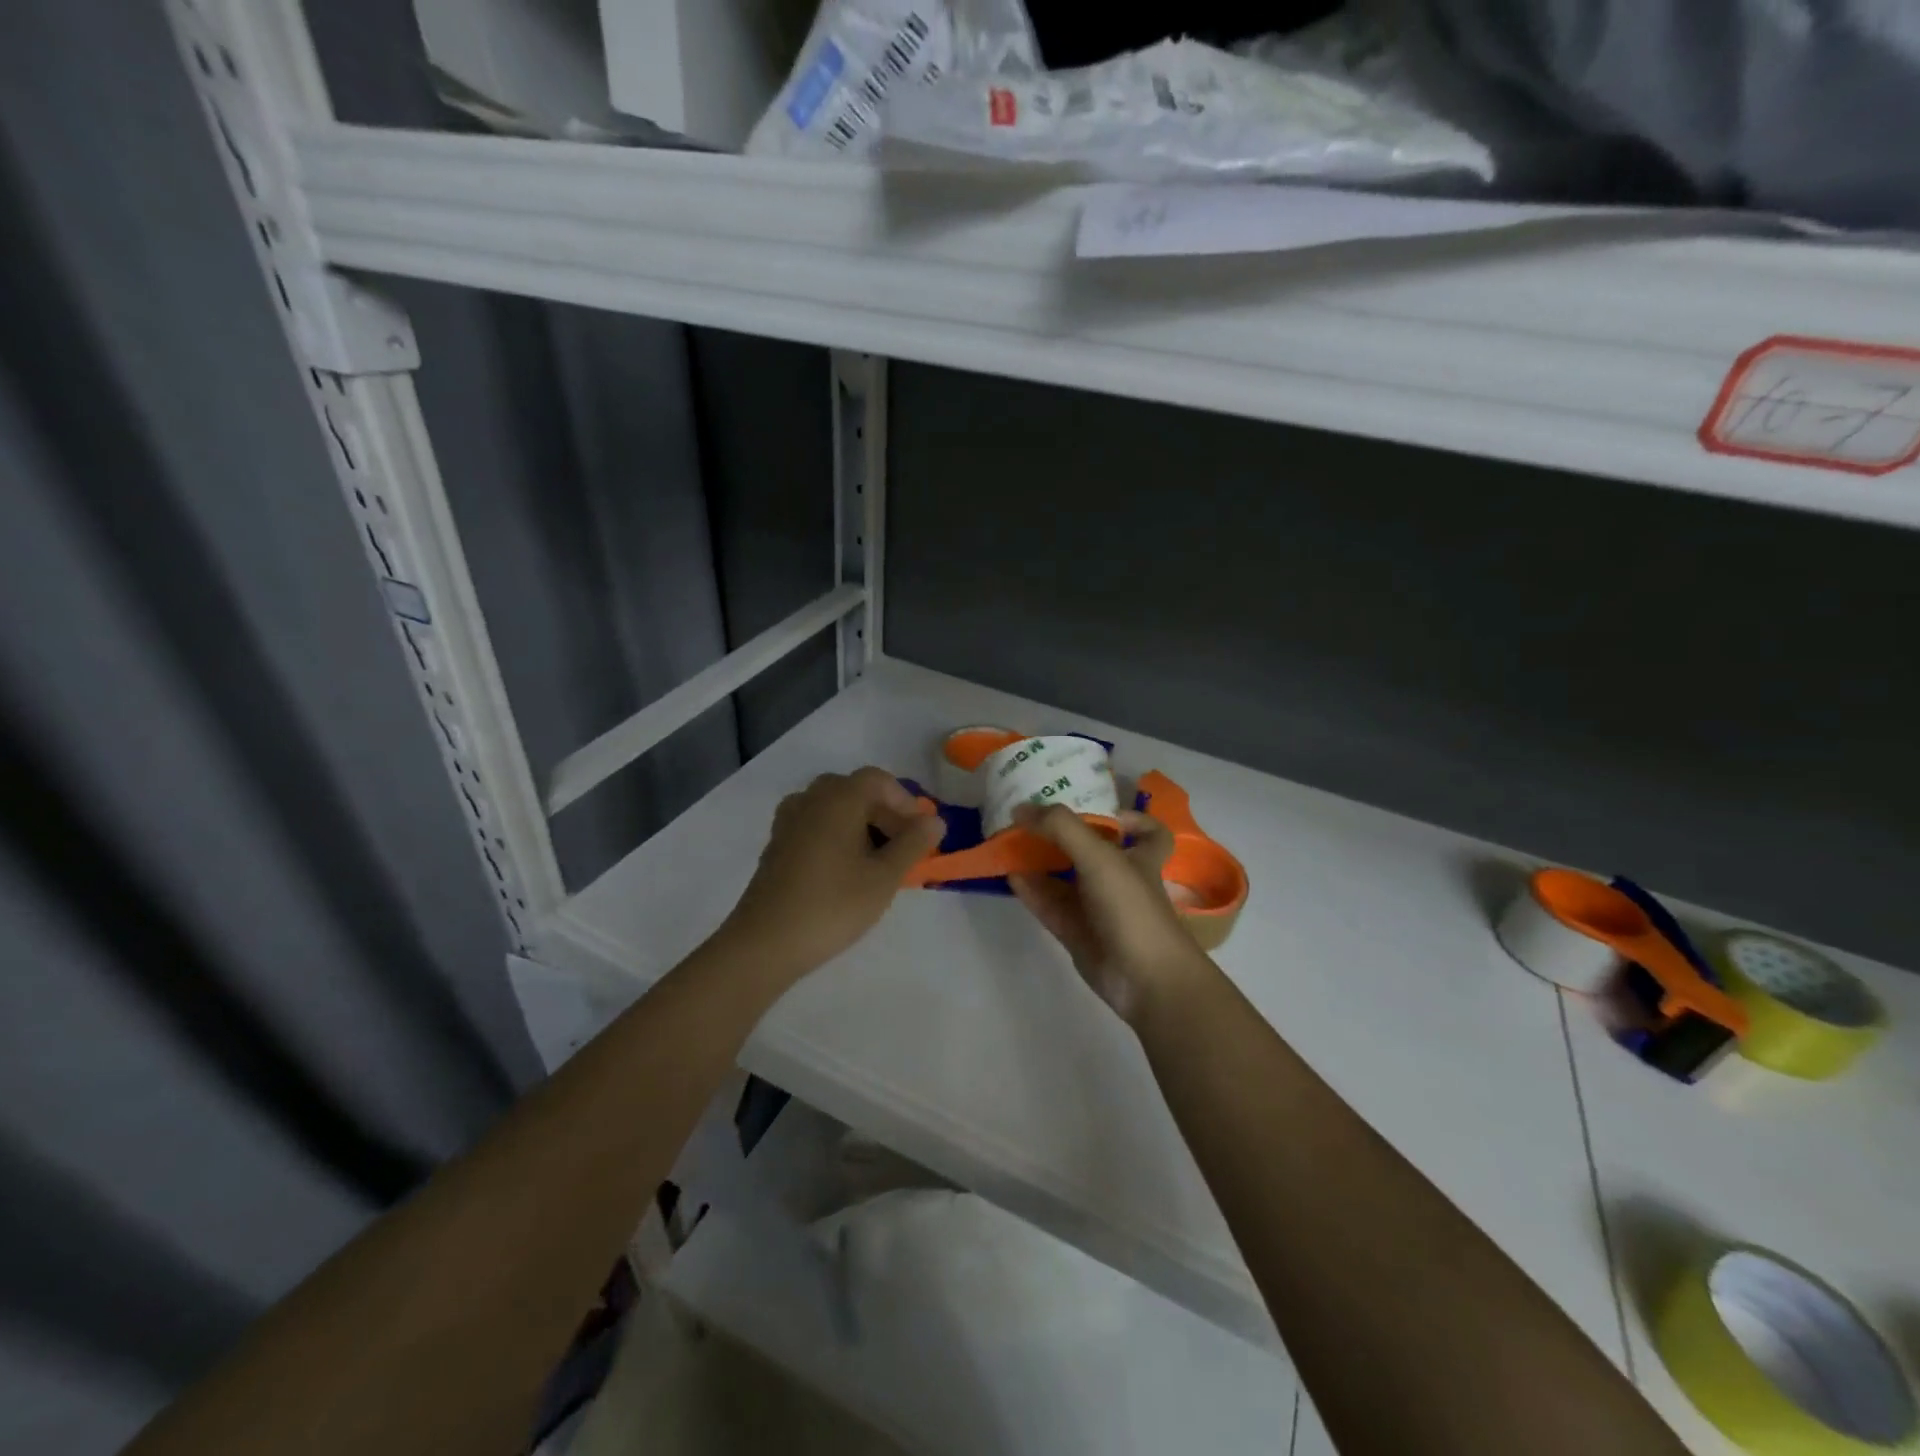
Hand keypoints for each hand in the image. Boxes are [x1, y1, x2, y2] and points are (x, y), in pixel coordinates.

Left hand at [721, 767, 944, 981]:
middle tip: (902, 846)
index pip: (878, 780)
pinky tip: (844, 869)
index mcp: (838, 799)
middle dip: (883, 812)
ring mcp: (788, 821)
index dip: (904, 801)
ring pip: (832, 807)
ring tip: (876, 859)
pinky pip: (814, 825)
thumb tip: (935, 819)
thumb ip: (913, 844)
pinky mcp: (777, 845)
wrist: (765, 943)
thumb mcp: (884, 878)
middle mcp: (810, 800)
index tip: (920, 832)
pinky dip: (836, 835)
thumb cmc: (833, 905)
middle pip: (854, 790)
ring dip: (859, 823)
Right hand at [1008, 804, 1217, 1025]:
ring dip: (1040, 860)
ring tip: (1009, 841)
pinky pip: (1049, 904)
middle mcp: (1119, 879)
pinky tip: (1009, 874)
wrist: (1145, 979)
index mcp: (1139, 857)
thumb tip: (1021, 808)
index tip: (1102, 811)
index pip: (1146, 832)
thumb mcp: (1099, 856)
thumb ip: (1061, 827)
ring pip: (1065, 878)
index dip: (1131, 818)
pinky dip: (1031, 889)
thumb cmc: (1132, 907)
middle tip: (1032, 818)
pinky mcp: (1076, 932)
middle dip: (1064, 836)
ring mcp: (1096, 908)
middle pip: (1092, 851)